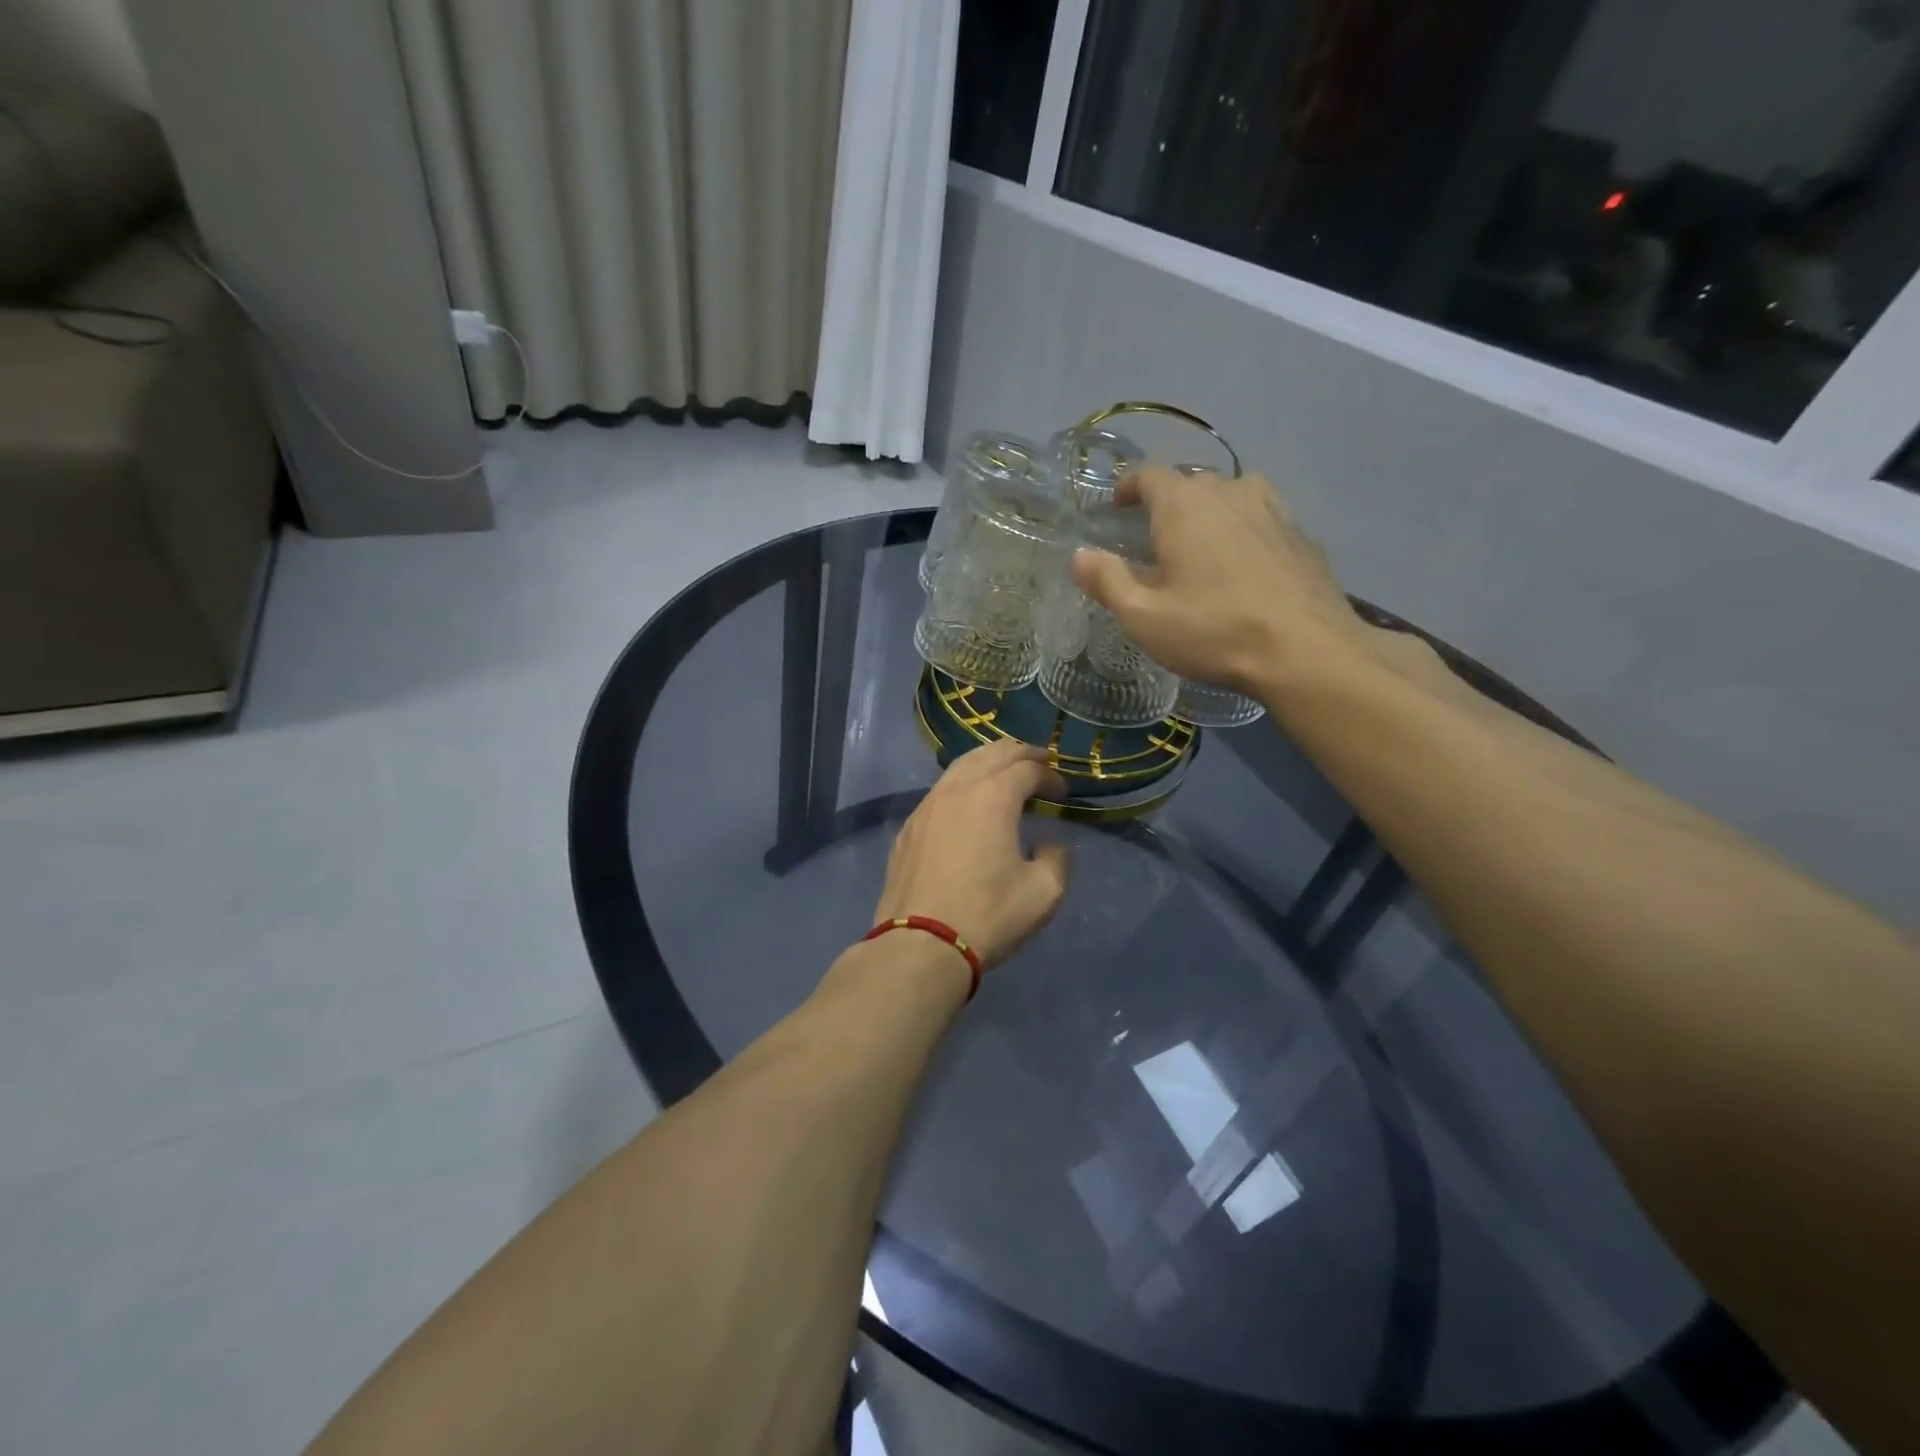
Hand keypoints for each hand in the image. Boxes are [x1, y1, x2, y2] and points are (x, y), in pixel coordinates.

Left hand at [872, 739, 1070, 970]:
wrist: (920, 944)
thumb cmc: (987, 914)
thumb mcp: (1043, 892)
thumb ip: (1057, 858)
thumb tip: (1048, 843)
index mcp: (993, 796)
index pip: (1027, 769)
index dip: (1050, 776)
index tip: (1062, 793)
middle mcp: (958, 789)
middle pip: (992, 753)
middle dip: (1021, 755)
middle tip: (1039, 764)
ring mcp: (927, 805)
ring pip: (961, 766)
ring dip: (989, 763)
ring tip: (1005, 774)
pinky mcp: (909, 827)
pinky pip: (941, 790)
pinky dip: (963, 784)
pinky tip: (968, 803)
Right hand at [1070, 467, 1369, 698]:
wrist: (1306, 650)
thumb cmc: (1214, 631)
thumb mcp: (1144, 617)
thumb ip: (1108, 581)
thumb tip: (1079, 555)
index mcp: (1184, 506)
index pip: (1150, 475)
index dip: (1129, 487)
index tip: (1117, 506)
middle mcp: (1229, 492)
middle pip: (1192, 483)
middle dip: (1169, 503)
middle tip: (1156, 539)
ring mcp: (1273, 509)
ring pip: (1232, 495)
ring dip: (1210, 512)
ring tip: (1202, 545)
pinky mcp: (1301, 534)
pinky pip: (1262, 518)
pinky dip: (1245, 530)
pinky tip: (1245, 564)